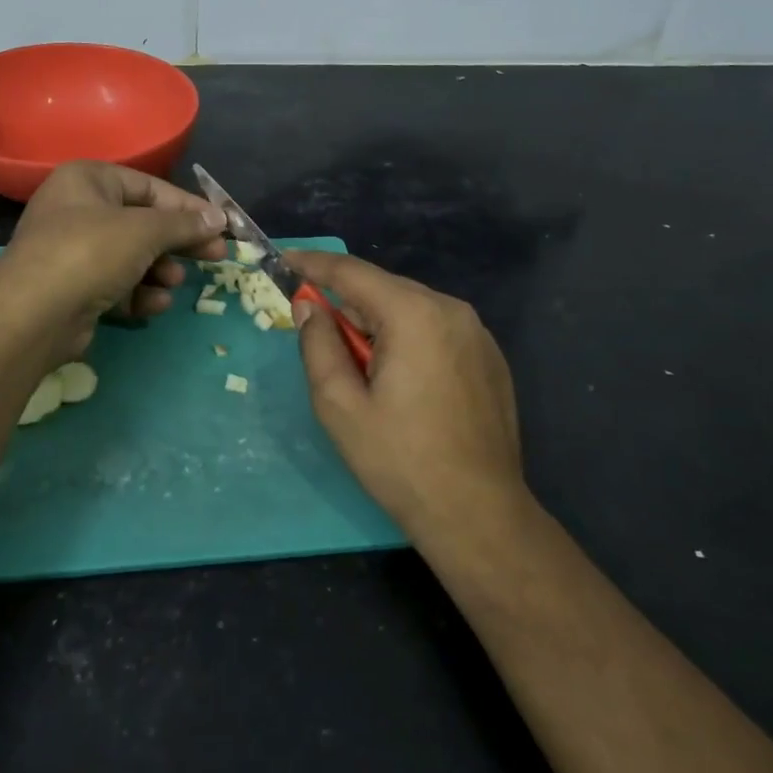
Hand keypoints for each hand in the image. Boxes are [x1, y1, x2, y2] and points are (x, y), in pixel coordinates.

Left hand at [0, 161, 227, 365]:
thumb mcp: (144, 231)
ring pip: (133, 257)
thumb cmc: (90, 254)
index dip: (189, 208)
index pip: (151, 188)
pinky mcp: (76, 288)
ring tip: (173, 282)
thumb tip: (220, 218)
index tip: (222, 226)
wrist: (33, 315)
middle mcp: (79, 209)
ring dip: (159, 271)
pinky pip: (118, 284)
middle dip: (179, 243)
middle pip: (144, 223)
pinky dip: (138, 294)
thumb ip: (184, 224)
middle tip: (217, 256)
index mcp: (88, 180)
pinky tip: (153, 305)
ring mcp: (74, 251)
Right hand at [287, 249, 526, 539]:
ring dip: (377, 323)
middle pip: (384, 289)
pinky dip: (407, 338)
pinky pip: (436, 330)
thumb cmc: (400, 461)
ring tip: (357, 364)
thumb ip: (318, 345)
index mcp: (414, 314)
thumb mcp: (340, 405)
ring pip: (411, 309)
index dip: (313, 264)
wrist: (478, 512)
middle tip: (314, 326)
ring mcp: (477, 333)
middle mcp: (452, 310)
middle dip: (346, 301)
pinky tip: (398, 379)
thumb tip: (309, 308)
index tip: (283, 261)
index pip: (353, 273)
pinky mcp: (489, 358)